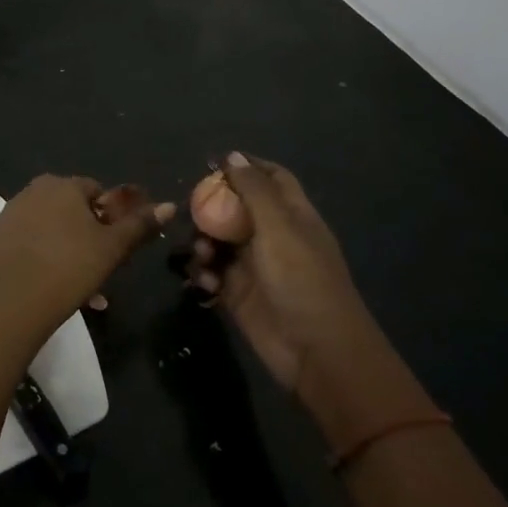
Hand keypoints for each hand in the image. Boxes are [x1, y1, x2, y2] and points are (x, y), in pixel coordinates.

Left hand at [0, 176, 173, 327]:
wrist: (13, 299)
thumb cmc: (71, 267)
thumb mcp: (114, 247)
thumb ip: (140, 225)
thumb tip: (169, 205)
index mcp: (63, 186)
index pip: (94, 191)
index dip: (107, 216)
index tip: (113, 244)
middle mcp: (31, 191)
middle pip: (65, 208)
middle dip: (81, 233)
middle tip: (93, 267)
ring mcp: (5, 215)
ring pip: (40, 227)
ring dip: (56, 247)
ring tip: (69, 283)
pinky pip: (16, 245)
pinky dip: (28, 258)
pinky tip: (37, 284)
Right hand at [189, 153, 373, 389]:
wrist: (315, 351)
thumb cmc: (302, 280)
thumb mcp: (279, 228)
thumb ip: (253, 191)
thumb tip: (232, 155)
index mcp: (292, 215)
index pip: (271, 179)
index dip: (246, 167)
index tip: (213, 164)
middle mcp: (272, 236)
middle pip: (235, 209)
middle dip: (212, 209)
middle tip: (192, 214)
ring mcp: (254, 266)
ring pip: (218, 242)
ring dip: (202, 244)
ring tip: (201, 256)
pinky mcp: (238, 295)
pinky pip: (212, 274)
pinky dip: (203, 275)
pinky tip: (205, 284)